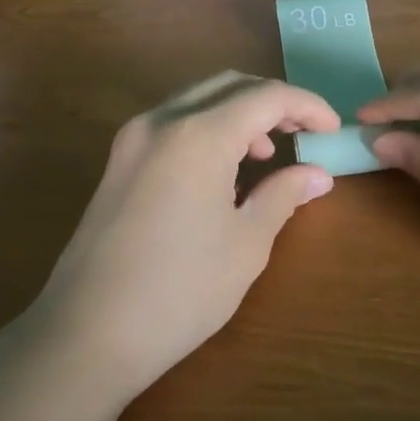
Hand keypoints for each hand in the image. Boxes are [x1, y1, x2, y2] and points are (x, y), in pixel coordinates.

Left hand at [19, 73, 339, 402]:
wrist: (86, 333)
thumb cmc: (180, 291)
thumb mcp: (246, 244)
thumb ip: (283, 195)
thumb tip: (316, 174)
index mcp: (198, 134)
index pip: (266, 96)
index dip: (307, 106)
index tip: (333, 129)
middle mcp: (161, 122)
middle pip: (229, 86)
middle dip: (272, 102)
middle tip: (303, 133)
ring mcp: (132, 140)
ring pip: (197, 100)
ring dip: (238, 115)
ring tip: (265, 155)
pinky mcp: (117, 162)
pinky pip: (173, 124)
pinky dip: (207, 130)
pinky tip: (222, 172)